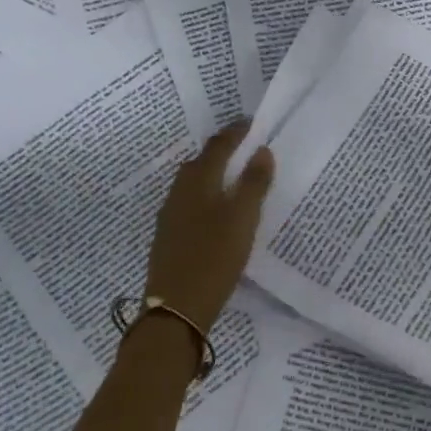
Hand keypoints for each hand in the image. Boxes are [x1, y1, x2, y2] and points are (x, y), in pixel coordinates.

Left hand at [143, 123, 274, 327]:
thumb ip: (254, 183)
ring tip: (236, 178)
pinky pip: (190, 203)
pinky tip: (218, 212)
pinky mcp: (169, 236)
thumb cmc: (215, 257)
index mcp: (198, 182)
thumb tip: (262, 151)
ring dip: (213, 174)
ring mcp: (170, 215)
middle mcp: (179, 192)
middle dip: (222, 151)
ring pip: (193, 183)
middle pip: (201, 161)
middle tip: (246, 149)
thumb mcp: (243, 219)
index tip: (252, 123)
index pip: (218, 146)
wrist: (176, 307)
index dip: (235, 132)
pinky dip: (207, 196)